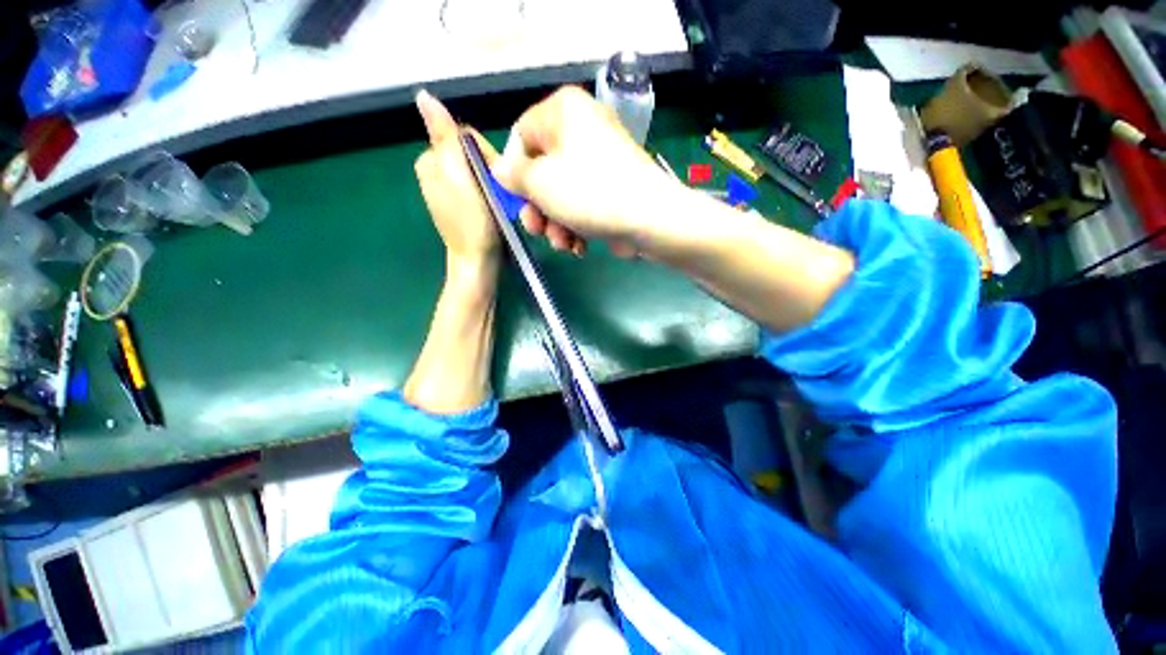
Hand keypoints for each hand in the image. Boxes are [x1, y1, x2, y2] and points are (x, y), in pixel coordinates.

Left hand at [414, 90, 500, 270]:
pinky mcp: (464, 207)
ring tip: (499, 205)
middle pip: (474, 154)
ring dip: (494, 184)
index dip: (487, 154)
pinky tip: (495, 210)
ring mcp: (451, 191)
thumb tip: (423, 96)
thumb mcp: (458, 176)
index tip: (495, 178)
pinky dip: (492, 196)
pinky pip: (482, 188)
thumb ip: (445, 137)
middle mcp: (437, 172)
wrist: (477, 263)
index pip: (465, 137)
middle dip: (491, 171)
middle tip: (498, 195)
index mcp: (431, 161)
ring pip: (481, 172)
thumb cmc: (471, 223)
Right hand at [494, 86, 679, 257]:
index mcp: (563, 111)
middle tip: (537, 230)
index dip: (514, 172)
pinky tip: (579, 246)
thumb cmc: (589, 194)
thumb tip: (501, 169)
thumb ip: (513, 175)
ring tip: (563, 244)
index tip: (517, 200)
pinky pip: (584, 202)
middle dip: (537, 207)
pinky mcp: (614, 187)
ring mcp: (602, 160)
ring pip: (563, 192)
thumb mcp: (539, 183)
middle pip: (543, 170)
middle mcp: (583, 128)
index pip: (521, 136)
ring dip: (556, 223)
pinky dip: (577, 225)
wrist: (649, 219)